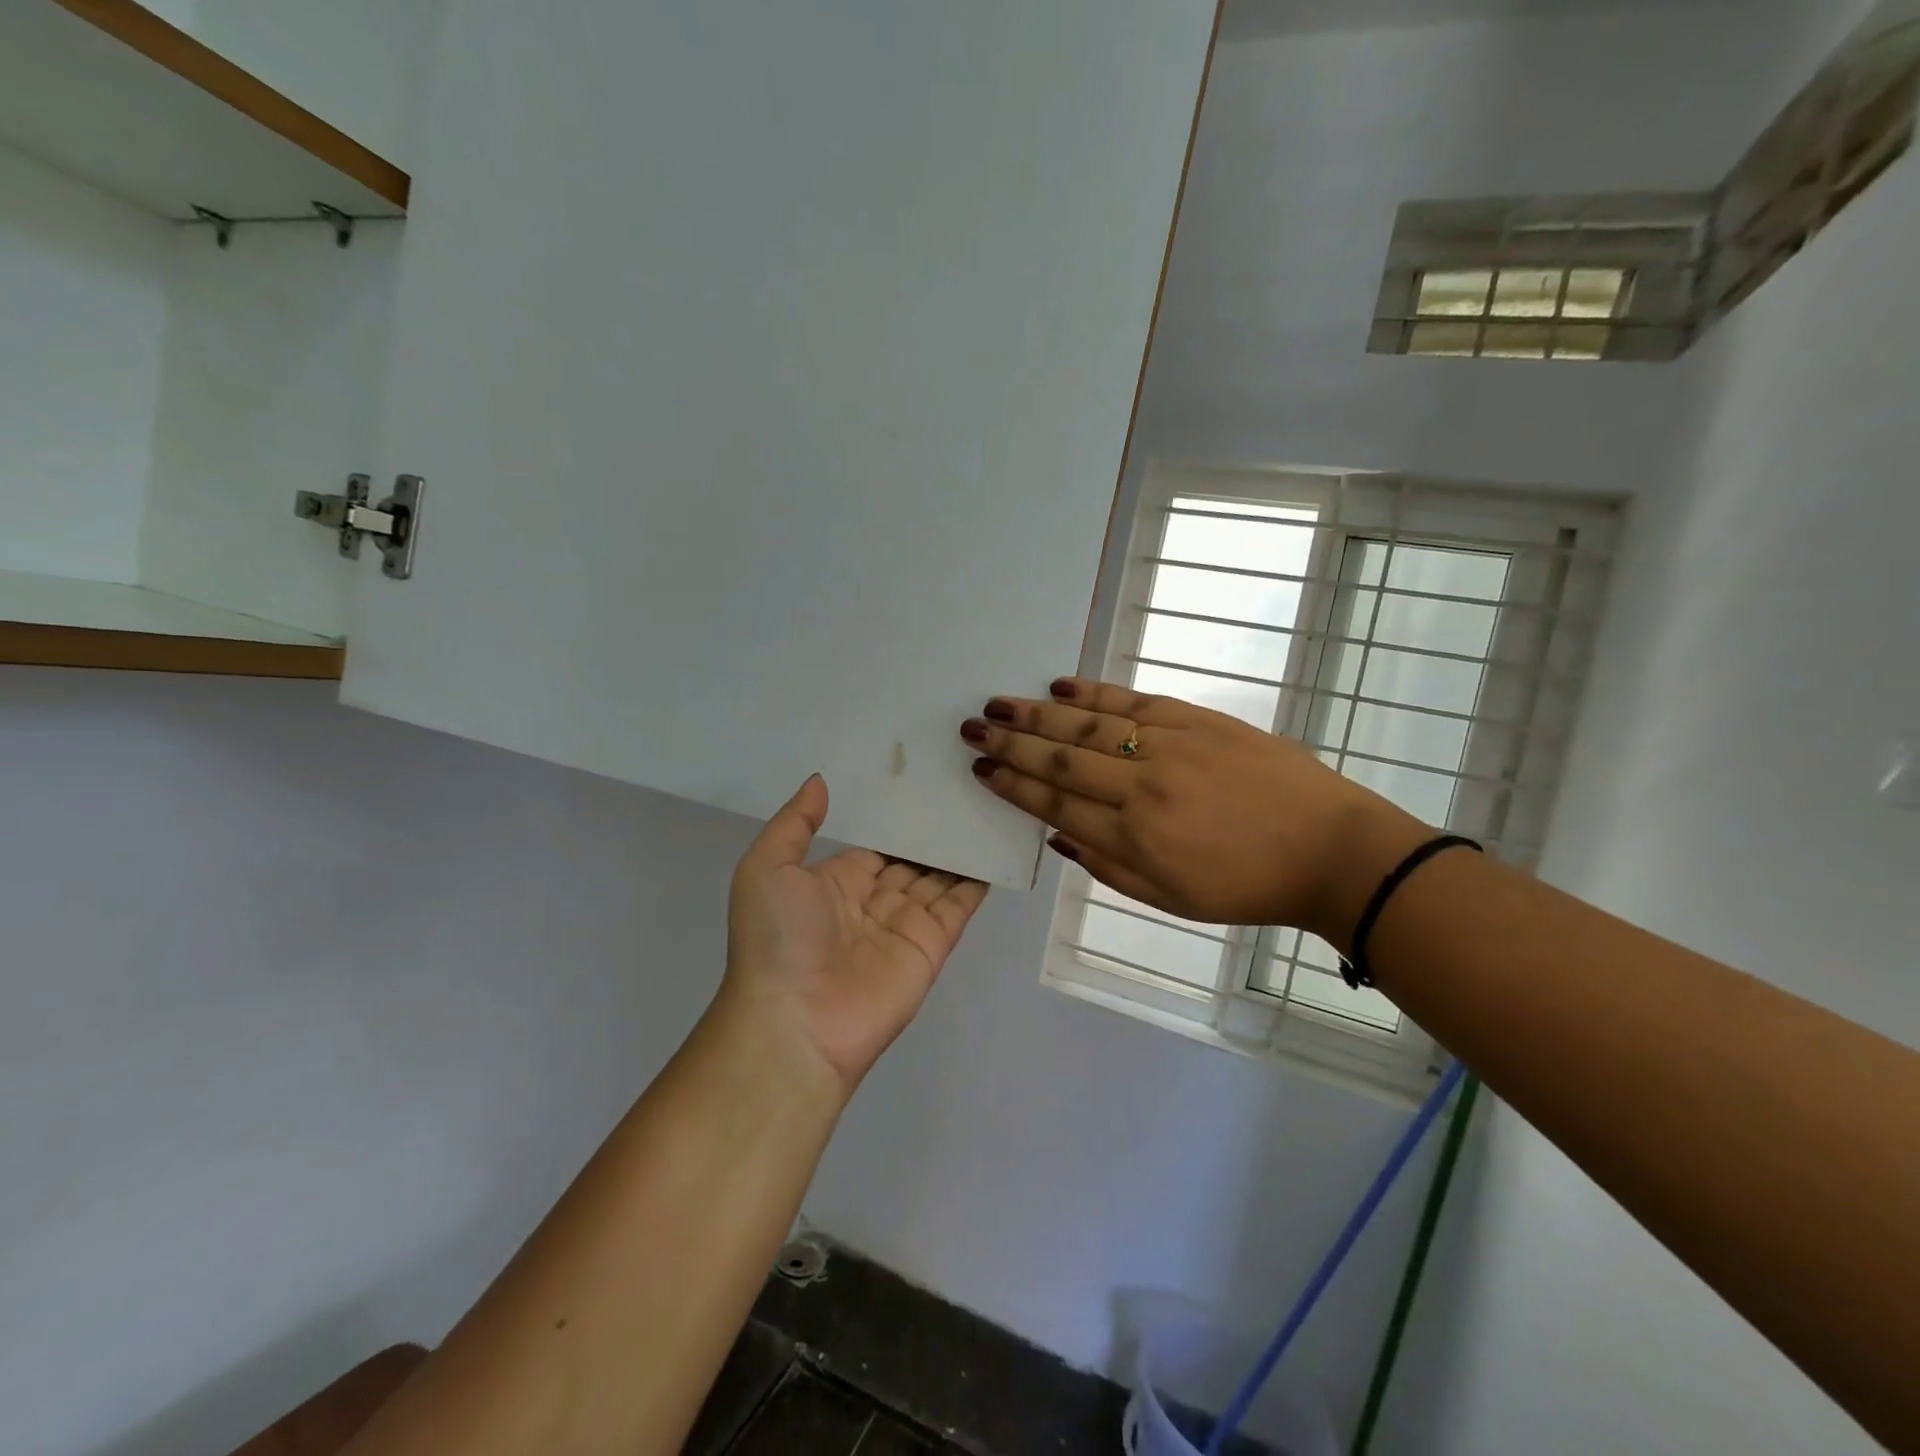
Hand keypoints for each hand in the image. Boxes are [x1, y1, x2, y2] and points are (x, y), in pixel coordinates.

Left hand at [722, 775, 987, 1096]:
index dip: (894, 821)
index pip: (873, 847)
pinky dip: (977, 880)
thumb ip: (794, 823)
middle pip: (909, 861)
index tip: (920, 784)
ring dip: (957, 851)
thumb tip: (820, 781)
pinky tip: (994, 847)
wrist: (795, 1023)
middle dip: (930, 833)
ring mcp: (904, 926)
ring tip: (984, 808)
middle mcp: (871, 903)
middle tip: (962, 789)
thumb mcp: (766, 868)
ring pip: (938, 879)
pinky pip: (959, 906)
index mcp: (833, 884)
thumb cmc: (777, 939)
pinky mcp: (931, 946)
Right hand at [959, 678, 1430, 947]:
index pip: (1057, 804)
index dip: (1014, 786)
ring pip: (1089, 727)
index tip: (982, 769)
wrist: (1330, 848)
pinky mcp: (1198, 720)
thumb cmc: (1247, 886)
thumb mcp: (1172, 899)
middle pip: (1062, 761)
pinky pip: (1133, 702)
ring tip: (999, 704)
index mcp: (1135, 837)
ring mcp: (1170, 747)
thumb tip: (1057, 835)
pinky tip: (1060, 687)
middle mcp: (1143, 787)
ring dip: (1038, 715)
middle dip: (1012, 744)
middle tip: (973, 727)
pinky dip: (1093, 694)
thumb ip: (1108, 866)